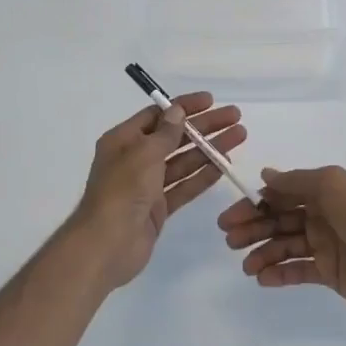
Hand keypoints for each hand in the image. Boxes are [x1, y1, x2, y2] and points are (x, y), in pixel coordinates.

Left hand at [68, 94, 245, 289]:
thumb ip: (165, 133)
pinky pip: (184, 186)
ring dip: (209, 149)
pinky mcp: (158, 208)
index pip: (158, 115)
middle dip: (204, 127)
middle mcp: (135, 159)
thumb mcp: (144, 154)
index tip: (211, 100)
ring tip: (238, 137)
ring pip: (184, 161)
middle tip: (235, 118)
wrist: (107, 245)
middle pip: (175, 137)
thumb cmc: (122, 191)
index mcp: (124, 140)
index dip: (184, 107)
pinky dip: (203, 176)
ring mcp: (148, 185)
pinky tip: (224, 166)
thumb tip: (176, 111)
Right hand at [218, 166, 345, 318]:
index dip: (254, 204)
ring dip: (262, 253)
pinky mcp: (329, 273)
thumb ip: (296, 182)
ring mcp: (325, 245)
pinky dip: (278, 274)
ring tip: (246, 266)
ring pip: (284, 246)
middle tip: (229, 241)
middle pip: (278, 220)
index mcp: (322, 192)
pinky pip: (297, 271)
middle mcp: (321, 215)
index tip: (231, 216)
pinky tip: (263, 279)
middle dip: (252, 228)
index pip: (280, 195)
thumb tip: (266, 175)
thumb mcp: (330, 186)